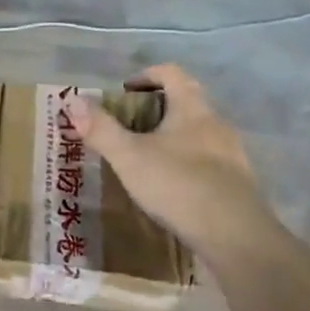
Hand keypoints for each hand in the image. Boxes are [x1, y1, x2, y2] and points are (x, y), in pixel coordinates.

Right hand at [64, 64, 278, 262]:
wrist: (236, 237)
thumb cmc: (179, 185)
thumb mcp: (130, 157)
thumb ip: (101, 129)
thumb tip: (72, 100)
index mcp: (192, 108)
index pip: (171, 73)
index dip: (146, 75)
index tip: (124, 92)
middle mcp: (217, 123)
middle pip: (186, 101)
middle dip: (157, 108)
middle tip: (129, 126)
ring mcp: (232, 154)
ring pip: (198, 132)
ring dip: (173, 137)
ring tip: (146, 158)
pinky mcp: (237, 183)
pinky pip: (208, 161)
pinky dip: (187, 163)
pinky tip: (171, 187)